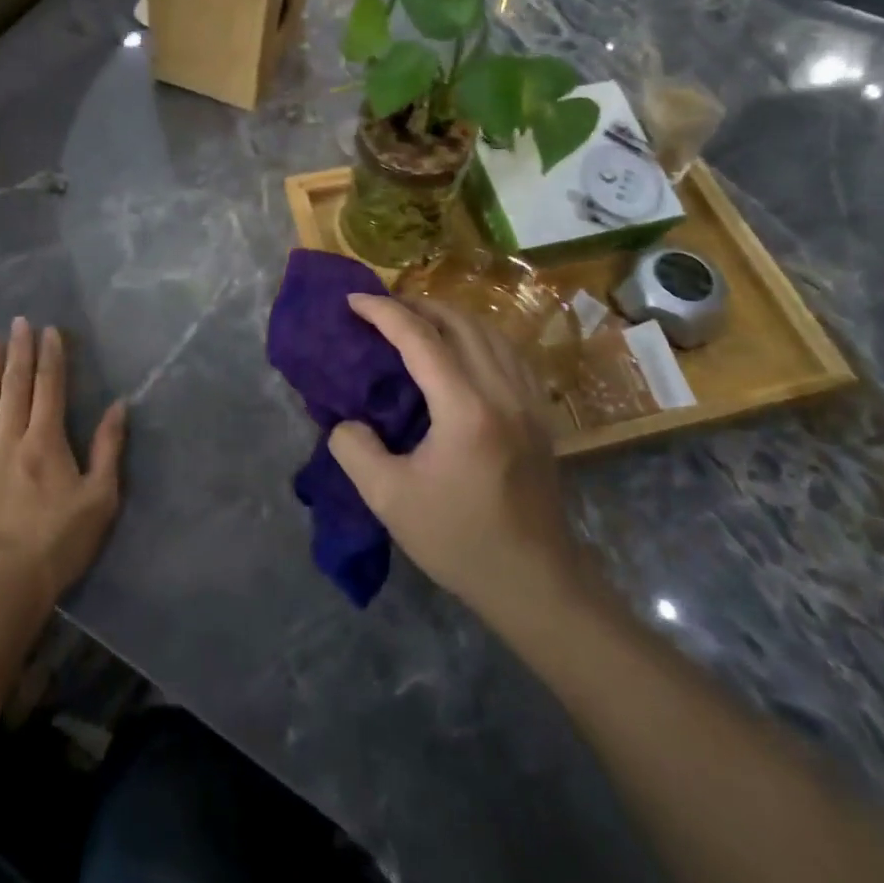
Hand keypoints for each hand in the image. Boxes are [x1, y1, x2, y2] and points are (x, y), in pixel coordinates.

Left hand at [0, 317, 126, 611]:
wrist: (1, 589)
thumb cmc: (58, 544)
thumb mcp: (100, 499)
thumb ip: (108, 448)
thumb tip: (119, 405)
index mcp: (45, 443)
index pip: (49, 388)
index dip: (50, 356)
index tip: (48, 330)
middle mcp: (8, 440)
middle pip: (14, 386)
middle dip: (18, 350)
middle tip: (18, 321)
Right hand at [329, 295, 583, 626]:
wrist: (534, 582)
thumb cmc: (460, 541)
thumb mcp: (389, 500)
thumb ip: (355, 450)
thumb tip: (344, 421)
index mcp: (466, 408)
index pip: (420, 338)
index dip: (383, 312)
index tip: (352, 300)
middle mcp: (502, 391)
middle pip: (460, 322)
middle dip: (416, 304)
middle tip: (381, 308)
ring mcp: (528, 400)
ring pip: (490, 331)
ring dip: (449, 316)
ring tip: (416, 321)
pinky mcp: (539, 414)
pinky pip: (509, 352)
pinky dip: (479, 336)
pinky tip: (462, 349)